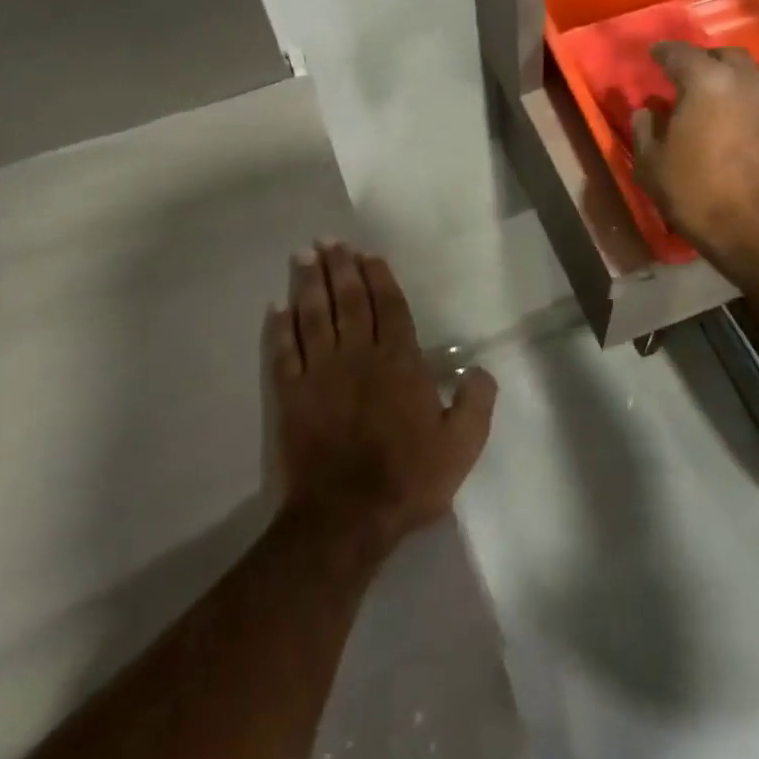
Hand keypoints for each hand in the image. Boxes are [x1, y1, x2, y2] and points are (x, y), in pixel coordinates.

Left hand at [265, 242, 496, 554]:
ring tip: (304, 256)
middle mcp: (358, 356)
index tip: (367, 254)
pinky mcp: (291, 395)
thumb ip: (476, 403)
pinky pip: (284, 351)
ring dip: (309, 283)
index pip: (389, 307)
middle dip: (339, 268)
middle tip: (328, 242)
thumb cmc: (407, 479)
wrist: (345, 517)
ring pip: (314, 316)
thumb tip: (480, 370)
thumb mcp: (461, 446)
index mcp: (399, 362)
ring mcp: (320, 373)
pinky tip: (277, 307)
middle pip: (348, 301)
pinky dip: (280, 327)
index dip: (378, 278)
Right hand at [632, 42, 758, 281]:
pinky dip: (747, 103)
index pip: (679, 52)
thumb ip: (644, 128)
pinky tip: (736, 125)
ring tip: (712, 101)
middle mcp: (746, 81)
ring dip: (728, 81)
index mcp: (706, 82)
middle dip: (702, 61)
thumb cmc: (697, 194)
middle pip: (723, 56)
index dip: (662, 53)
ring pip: (749, 76)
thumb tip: (647, 109)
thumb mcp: (651, 165)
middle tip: (685, 78)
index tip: (653, 56)